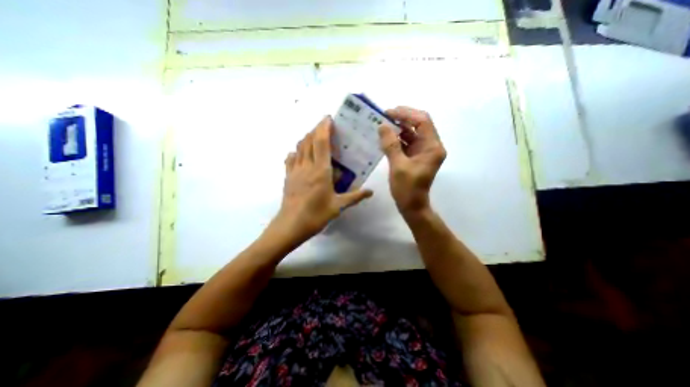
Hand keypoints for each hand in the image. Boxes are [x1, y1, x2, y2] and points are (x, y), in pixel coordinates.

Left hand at [273, 115, 374, 243]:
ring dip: (306, 138)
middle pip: (309, 140)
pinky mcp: (288, 177)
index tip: (329, 118)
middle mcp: (306, 166)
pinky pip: (290, 159)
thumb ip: (355, 197)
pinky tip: (299, 154)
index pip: (321, 142)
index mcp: (320, 170)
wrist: (291, 225)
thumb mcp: (339, 206)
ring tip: (315, 137)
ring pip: (299, 147)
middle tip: (325, 126)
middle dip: (316, 129)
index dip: (324, 127)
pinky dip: (296, 152)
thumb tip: (371, 192)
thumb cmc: (316, 215)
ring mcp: (295, 170)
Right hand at [376, 108, 446, 216]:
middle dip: (402, 119)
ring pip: (411, 133)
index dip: (406, 114)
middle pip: (418, 125)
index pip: (422, 121)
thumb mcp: (398, 166)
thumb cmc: (407, 189)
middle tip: (384, 116)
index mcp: (432, 147)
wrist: (411, 206)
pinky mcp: (415, 156)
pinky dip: (397, 139)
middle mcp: (431, 146)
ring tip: (382, 125)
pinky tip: (385, 138)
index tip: (389, 112)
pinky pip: (407, 143)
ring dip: (398, 128)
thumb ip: (391, 145)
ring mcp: (423, 151)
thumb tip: (382, 126)